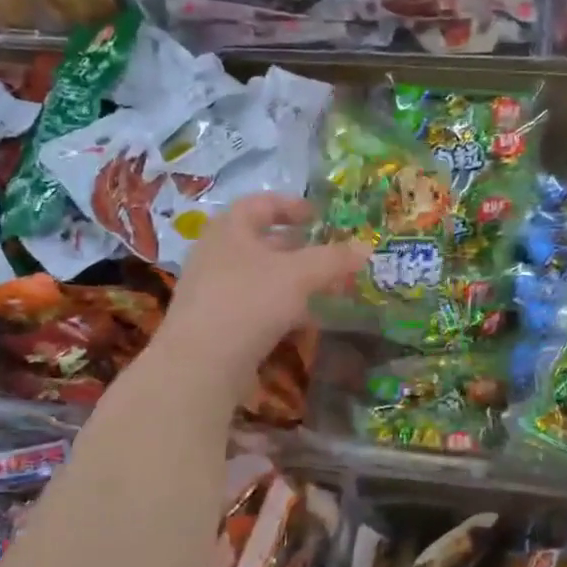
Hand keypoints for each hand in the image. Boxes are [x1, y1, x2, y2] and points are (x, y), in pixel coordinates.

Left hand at [156, 195, 367, 384]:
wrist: (200, 363)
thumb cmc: (249, 301)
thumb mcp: (299, 275)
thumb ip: (334, 259)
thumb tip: (366, 247)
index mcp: (230, 228)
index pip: (261, 203)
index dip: (291, 206)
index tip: (319, 217)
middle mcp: (217, 252)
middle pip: (262, 241)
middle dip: (300, 248)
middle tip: (330, 256)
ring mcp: (213, 288)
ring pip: (261, 275)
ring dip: (294, 280)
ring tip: (326, 290)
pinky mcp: (216, 321)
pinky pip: (255, 304)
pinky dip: (281, 306)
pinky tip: (304, 321)